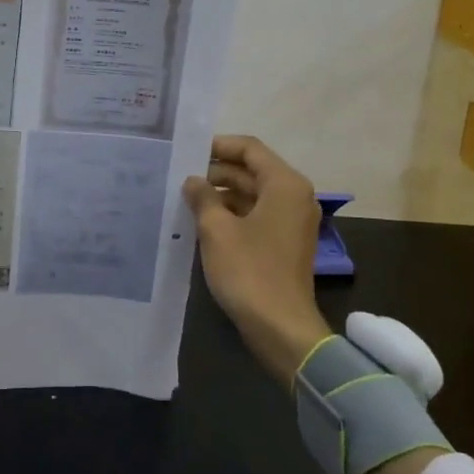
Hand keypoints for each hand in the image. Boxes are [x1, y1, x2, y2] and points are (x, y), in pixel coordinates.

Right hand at [182, 135, 331, 384]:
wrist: (280, 328)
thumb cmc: (249, 271)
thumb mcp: (216, 229)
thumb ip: (203, 197)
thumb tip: (193, 181)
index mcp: (284, 184)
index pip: (249, 148)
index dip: (218, 145)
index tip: (187, 151)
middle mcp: (294, 196)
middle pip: (252, 170)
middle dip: (216, 172)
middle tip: (179, 175)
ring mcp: (292, 221)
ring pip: (253, 194)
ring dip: (222, 194)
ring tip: (185, 198)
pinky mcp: (285, 243)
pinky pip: (256, 215)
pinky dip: (232, 213)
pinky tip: (202, 222)